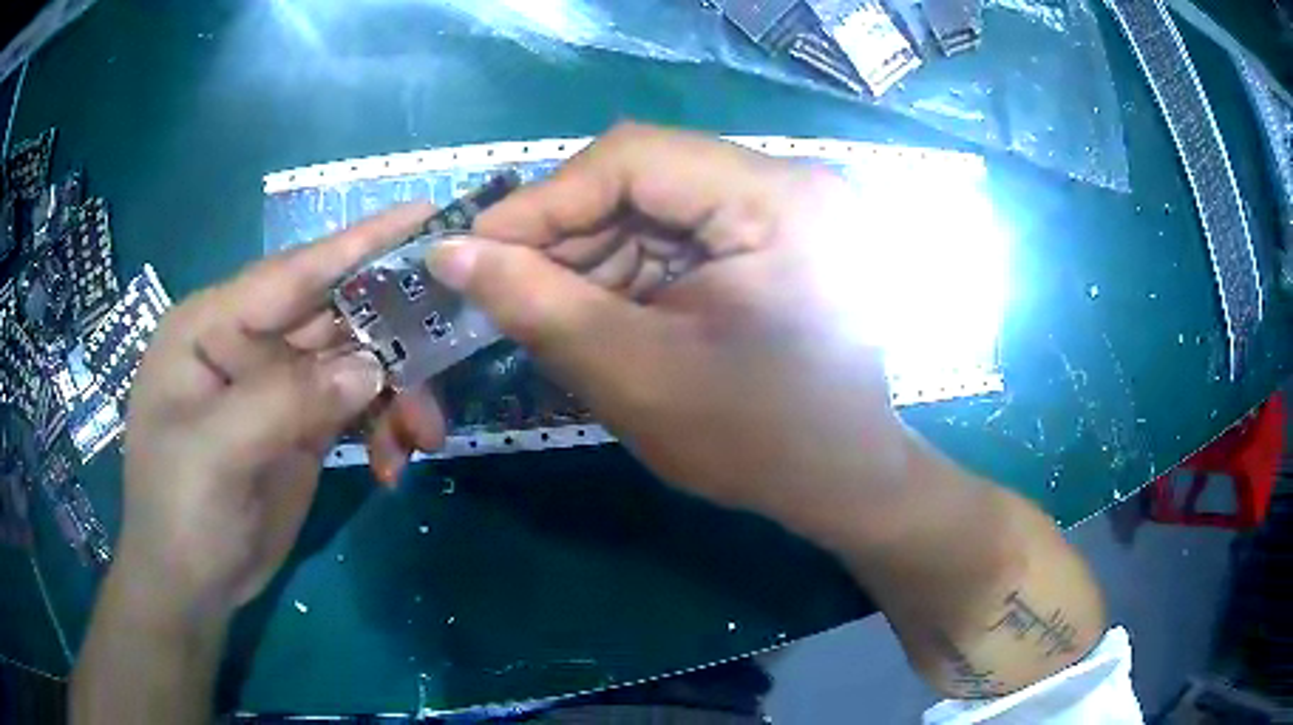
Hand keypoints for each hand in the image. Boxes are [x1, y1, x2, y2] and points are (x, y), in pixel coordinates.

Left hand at [117, 203, 444, 617]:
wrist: (191, 587)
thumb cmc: (180, 511)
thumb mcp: (218, 452)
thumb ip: (287, 399)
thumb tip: (370, 366)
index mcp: (212, 326)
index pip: (293, 271)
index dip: (359, 242)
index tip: (425, 214)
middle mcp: (248, 344)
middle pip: (334, 316)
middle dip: (394, 333)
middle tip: (453, 345)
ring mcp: (277, 386)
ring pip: (354, 363)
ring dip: (396, 393)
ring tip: (423, 436)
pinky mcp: (300, 426)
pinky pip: (357, 407)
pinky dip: (384, 428)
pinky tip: (393, 464)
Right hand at [425, 124, 914, 537]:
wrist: (839, 479)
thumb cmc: (754, 443)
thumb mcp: (633, 375)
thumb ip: (534, 304)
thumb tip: (449, 252)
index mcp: (778, 202)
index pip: (634, 157)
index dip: (544, 200)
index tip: (475, 249)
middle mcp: (792, 182)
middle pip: (646, 174)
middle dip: (568, 231)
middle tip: (508, 285)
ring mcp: (789, 204)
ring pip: (658, 200)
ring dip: (596, 251)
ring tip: (557, 306)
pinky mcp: (779, 231)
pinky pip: (684, 227)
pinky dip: (633, 263)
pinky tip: (606, 306)